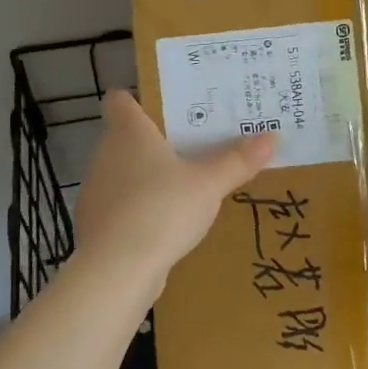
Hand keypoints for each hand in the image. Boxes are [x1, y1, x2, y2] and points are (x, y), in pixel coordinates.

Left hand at [73, 90, 275, 288]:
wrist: (115, 270)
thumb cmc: (161, 209)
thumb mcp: (209, 184)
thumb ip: (237, 160)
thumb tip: (271, 136)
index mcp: (128, 132)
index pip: (119, 99)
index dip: (137, 97)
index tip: (166, 105)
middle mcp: (106, 154)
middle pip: (127, 137)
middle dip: (157, 140)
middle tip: (195, 142)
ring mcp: (97, 191)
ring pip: (124, 172)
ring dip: (148, 176)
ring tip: (186, 184)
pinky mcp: (96, 224)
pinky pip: (123, 205)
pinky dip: (141, 208)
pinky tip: (167, 223)